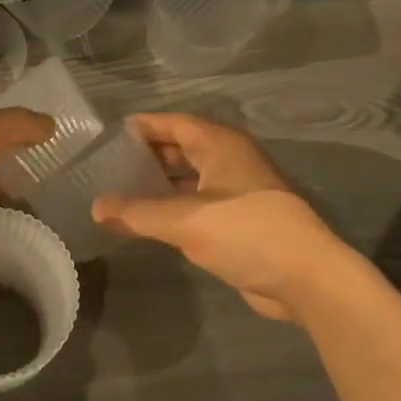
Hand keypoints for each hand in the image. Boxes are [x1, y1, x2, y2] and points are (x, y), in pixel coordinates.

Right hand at [92, 113, 359, 321]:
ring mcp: (238, 192)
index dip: (143, 127)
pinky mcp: (240, 222)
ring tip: (121, 194)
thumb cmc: (246, 232)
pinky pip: (198, 206)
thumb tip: (96, 207)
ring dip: (159, 185)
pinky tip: (150, 223)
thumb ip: (137, 213)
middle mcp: (230, 161)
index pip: (174, 123)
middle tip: (108, 167)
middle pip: (182, 148)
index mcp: (221, 145)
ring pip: (190, 179)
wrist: (305, 277)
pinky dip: (173, 209)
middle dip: (148, 156)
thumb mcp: (184, 220)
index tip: (109, 136)